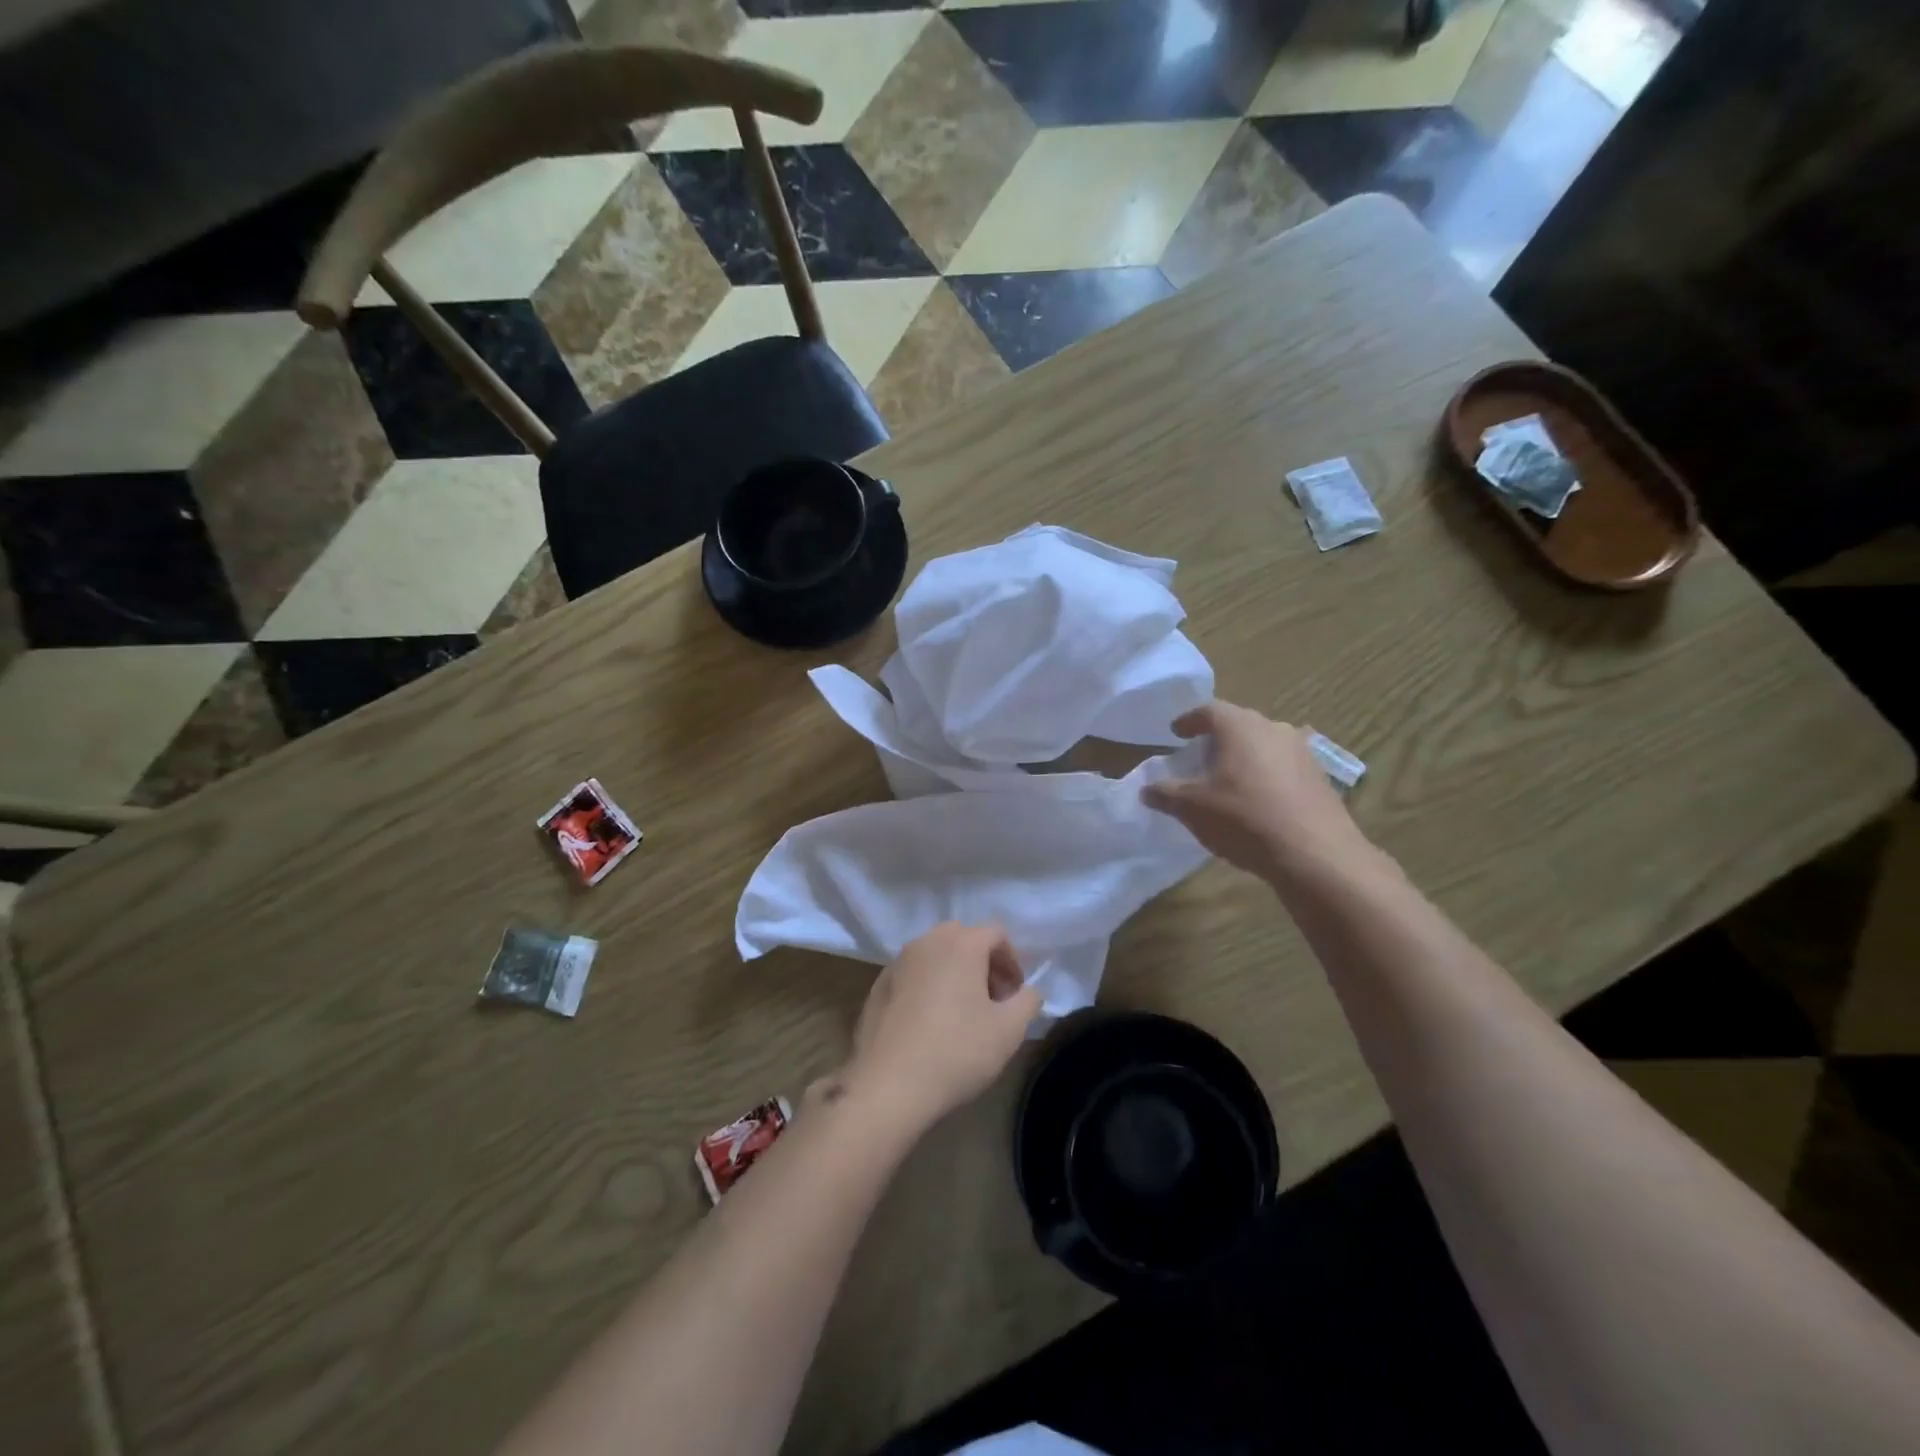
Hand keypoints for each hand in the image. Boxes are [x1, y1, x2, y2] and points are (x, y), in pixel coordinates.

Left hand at [841, 923, 1039, 1133]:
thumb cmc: (956, 1051)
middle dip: (983, 962)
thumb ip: (1028, 1001)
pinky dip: (927, 986)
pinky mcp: (877, 986)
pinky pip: (912, 974)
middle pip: (963, 938)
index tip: (1015, 994)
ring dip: (954, 972)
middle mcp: (926, 942)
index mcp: (960, 944)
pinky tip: (929, 1023)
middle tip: (992, 999)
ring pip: (935, 954)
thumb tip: (1028, 991)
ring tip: (961, 1012)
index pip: (996, 933)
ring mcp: (897, 962)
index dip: (1013, 960)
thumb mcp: (1009, 1031)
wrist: (888, 1085)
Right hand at [1142, 701, 1367, 882]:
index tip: (1176, 733)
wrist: (1314, 854)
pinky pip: (1285, 765)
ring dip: (1246, 754)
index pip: (1208, 710)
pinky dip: (1268, 773)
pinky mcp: (1320, 777)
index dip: (1189, 720)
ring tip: (1230, 776)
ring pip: (1266, 743)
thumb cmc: (1243, 819)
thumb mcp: (1192, 808)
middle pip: (1240, 723)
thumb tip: (1146, 789)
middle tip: (1201, 754)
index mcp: (1239, 726)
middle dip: (1218, 737)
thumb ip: (1166, 794)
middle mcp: (1273, 728)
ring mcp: (1302, 751)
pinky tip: (1261, 796)